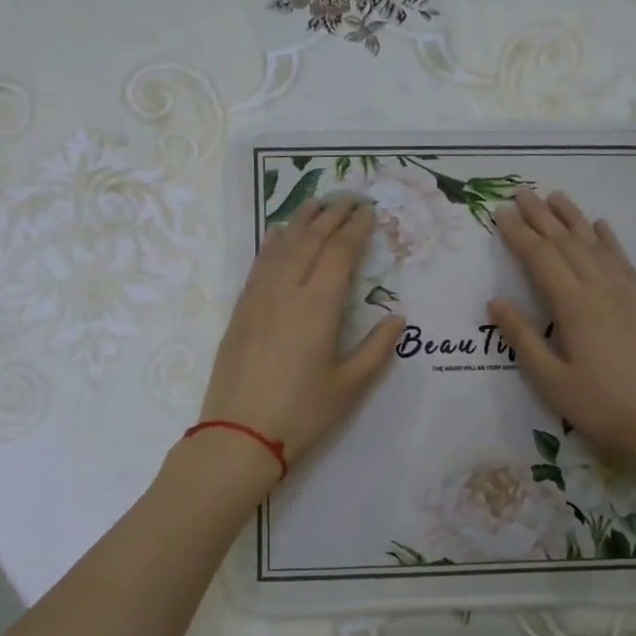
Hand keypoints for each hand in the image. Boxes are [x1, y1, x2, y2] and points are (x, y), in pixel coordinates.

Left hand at [197, 195, 404, 479]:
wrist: (238, 436)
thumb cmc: (301, 415)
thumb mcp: (349, 387)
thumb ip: (376, 348)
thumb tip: (398, 318)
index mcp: (318, 307)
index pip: (340, 253)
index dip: (356, 229)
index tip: (369, 211)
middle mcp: (286, 291)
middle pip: (310, 240)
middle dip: (331, 215)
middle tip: (349, 198)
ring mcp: (258, 298)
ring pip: (281, 246)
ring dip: (302, 221)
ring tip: (317, 203)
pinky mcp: (240, 311)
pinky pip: (259, 263)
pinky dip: (273, 242)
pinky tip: (279, 234)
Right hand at [488, 190, 635, 458]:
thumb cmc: (601, 406)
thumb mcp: (551, 381)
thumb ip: (523, 337)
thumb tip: (496, 300)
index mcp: (574, 306)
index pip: (540, 258)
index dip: (518, 234)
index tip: (499, 212)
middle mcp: (600, 289)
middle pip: (566, 242)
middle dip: (541, 216)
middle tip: (521, 193)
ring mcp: (626, 293)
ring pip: (594, 244)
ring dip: (573, 219)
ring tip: (555, 196)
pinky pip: (622, 260)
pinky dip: (608, 239)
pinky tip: (600, 227)